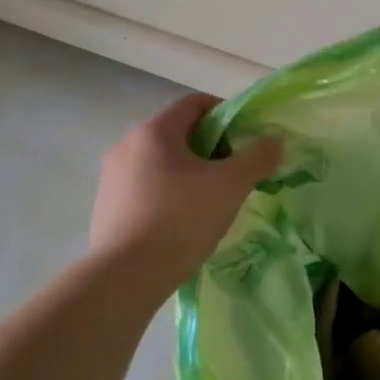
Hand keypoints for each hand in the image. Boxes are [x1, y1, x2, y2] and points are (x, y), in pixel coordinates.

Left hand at [90, 94, 282, 293]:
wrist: (126, 275)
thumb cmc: (181, 219)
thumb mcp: (230, 186)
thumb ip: (257, 158)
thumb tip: (273, 141)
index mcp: (154, 131)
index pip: (195, 104)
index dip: (226, 114)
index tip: (246, 140)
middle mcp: (127, 146)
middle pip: (178, 134)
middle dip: (210, 149)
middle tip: (233, 175)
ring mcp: (112, 178)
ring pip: (161, 164)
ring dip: (188, 174)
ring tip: (210, 203)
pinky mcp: (106, 207)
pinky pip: (145, 189)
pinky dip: (168, 196)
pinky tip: (182, 224)